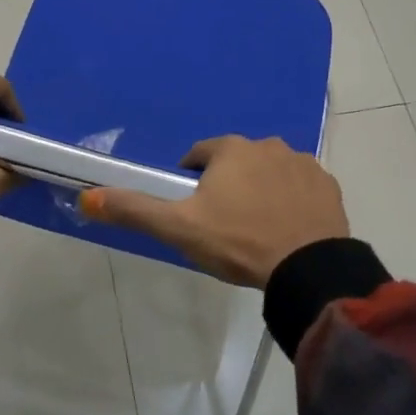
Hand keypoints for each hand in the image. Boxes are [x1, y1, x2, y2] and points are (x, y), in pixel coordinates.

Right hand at [80, 135, 348, 289]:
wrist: (307, 269)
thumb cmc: (237, 242)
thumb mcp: (179, 228)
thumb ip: (134, 209)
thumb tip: (87, 196)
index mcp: (230, 150)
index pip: (200, 154)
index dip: (191, 179)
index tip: (193, 208)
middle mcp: (268, 145)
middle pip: (237, 161)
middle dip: (229, 183)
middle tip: (225, 223)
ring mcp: (303, 163)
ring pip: (271, 171)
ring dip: (262, 189)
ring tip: (258, 228)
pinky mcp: (328, 186)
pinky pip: (301, 187)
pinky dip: (292, 200)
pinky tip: (288, 229)